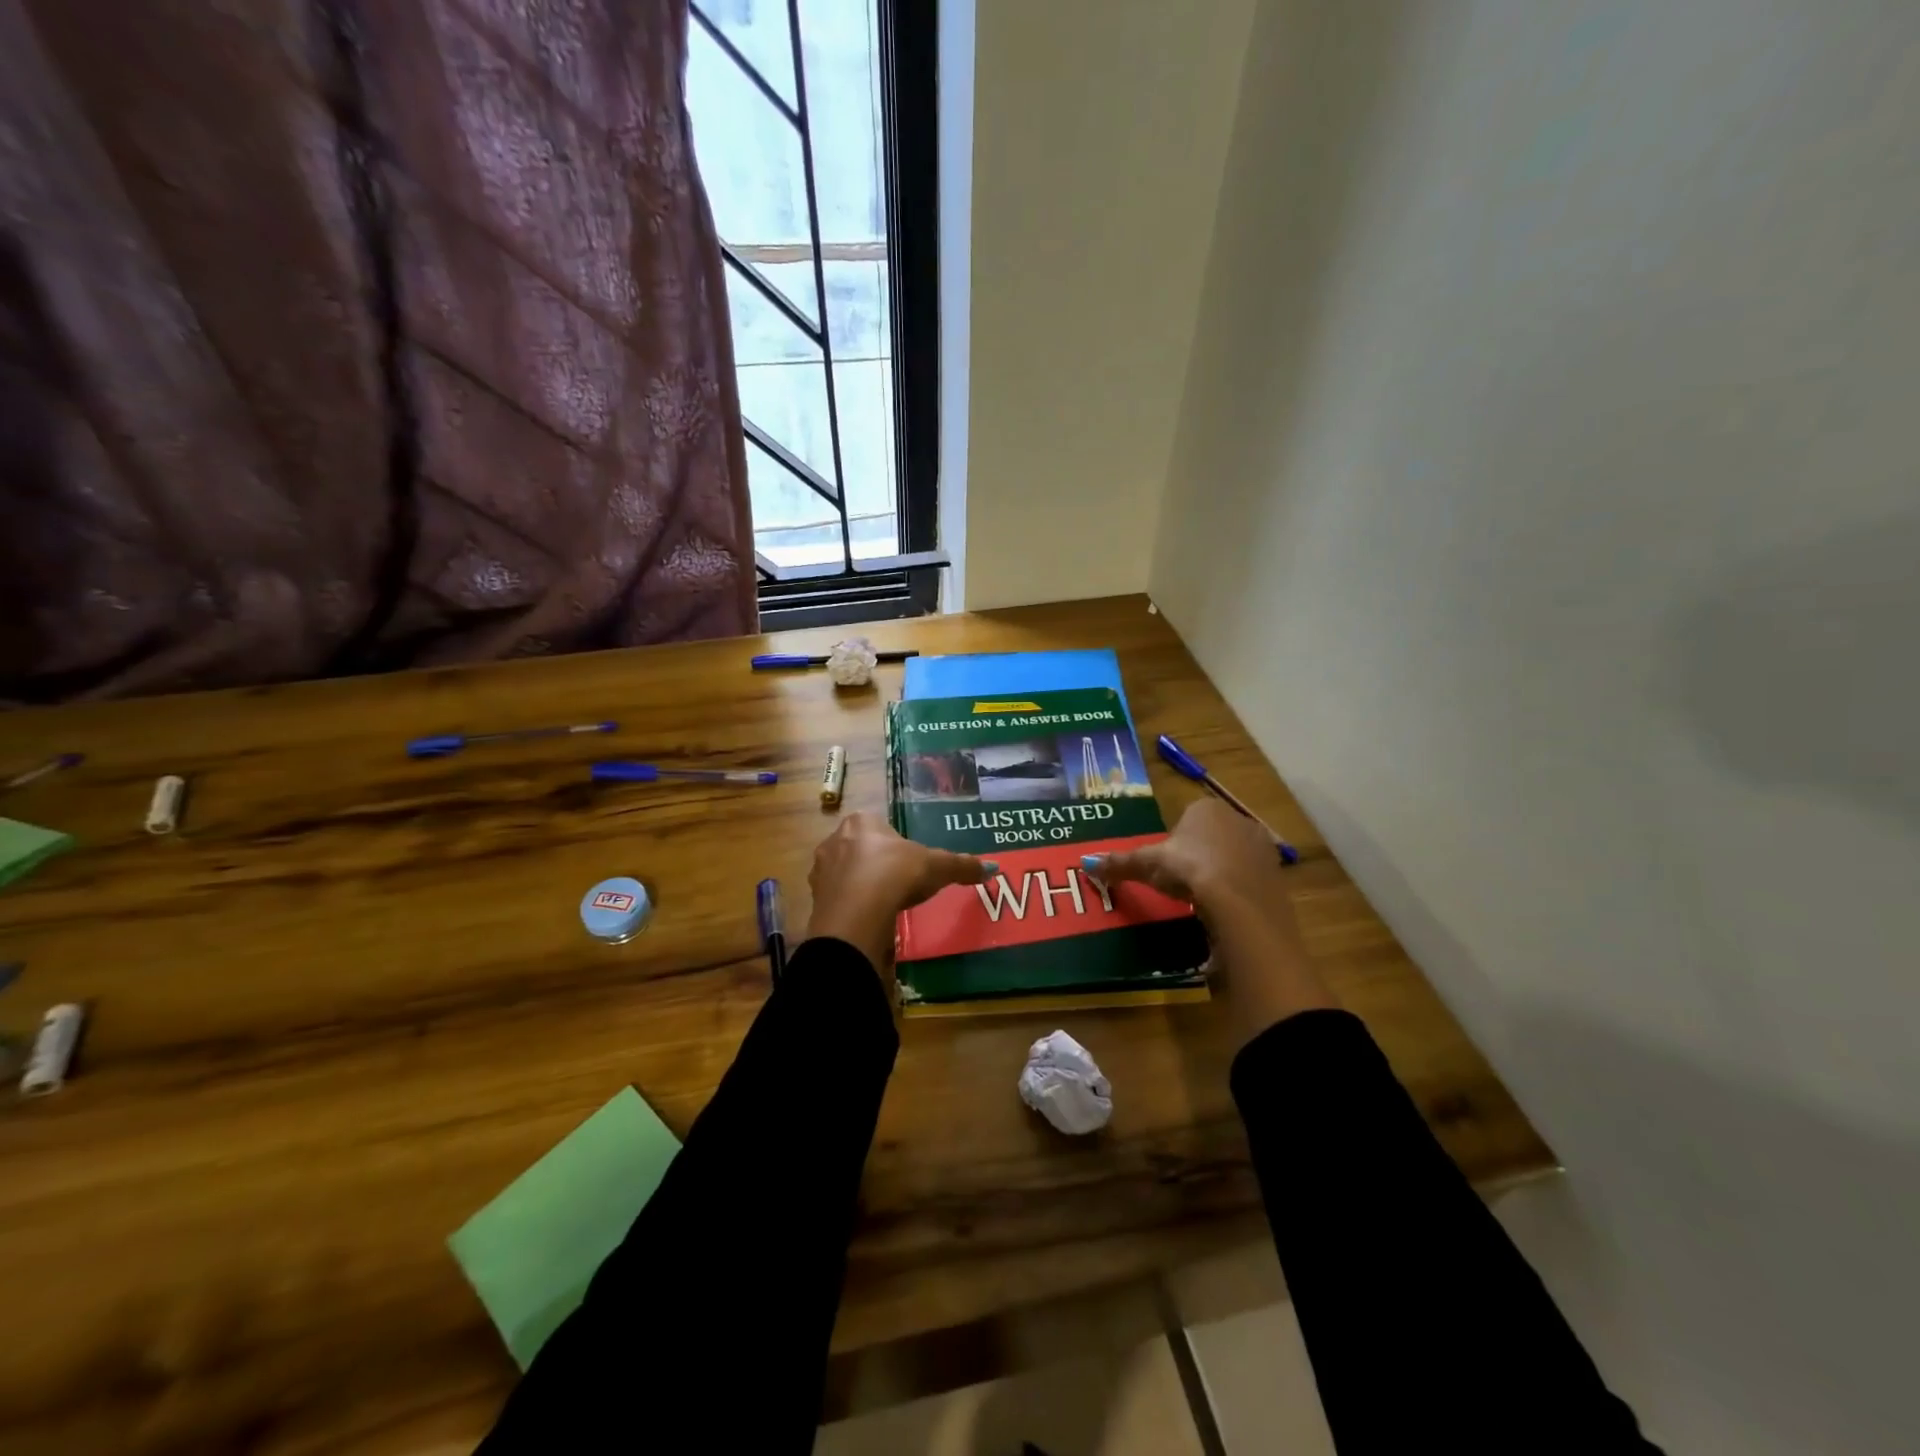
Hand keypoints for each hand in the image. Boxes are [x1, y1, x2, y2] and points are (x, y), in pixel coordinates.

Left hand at [805, 812, 994, 973]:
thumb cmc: (897, 875)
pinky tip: (869, 920)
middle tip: (899, 886)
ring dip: (861, 886)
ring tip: (884, 906)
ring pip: (846, 874)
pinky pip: (838, 899)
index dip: (896, 846)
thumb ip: (962, 865)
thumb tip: (992, 867)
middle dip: (877, 865)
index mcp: (861, 821)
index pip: (880, 828)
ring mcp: (820, 869)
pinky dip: (852, 907)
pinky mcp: (814, 898)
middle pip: (861, 849)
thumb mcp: (937, 866)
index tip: (910, 865)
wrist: (858, 913)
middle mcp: (834, 839)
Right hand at [1088, 798, 1286, 917]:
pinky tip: (1225, 909)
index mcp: (1206, 808)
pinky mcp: (1278, 875)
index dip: (1174, 842)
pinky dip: (1238, 891)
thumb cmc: (1190, 871)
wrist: (1241, 905)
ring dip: (1219, 872)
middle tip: (1181, 883)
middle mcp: (1239, 819)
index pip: (1186, 818)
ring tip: (1202, 899)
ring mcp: (1262, 847)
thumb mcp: (1148, 866)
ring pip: (1233, 857)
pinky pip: (1250, 879)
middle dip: (1198, 855)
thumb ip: (1120, 863)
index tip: (1166, 866)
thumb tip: (1086, 863)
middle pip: (1211, 836)